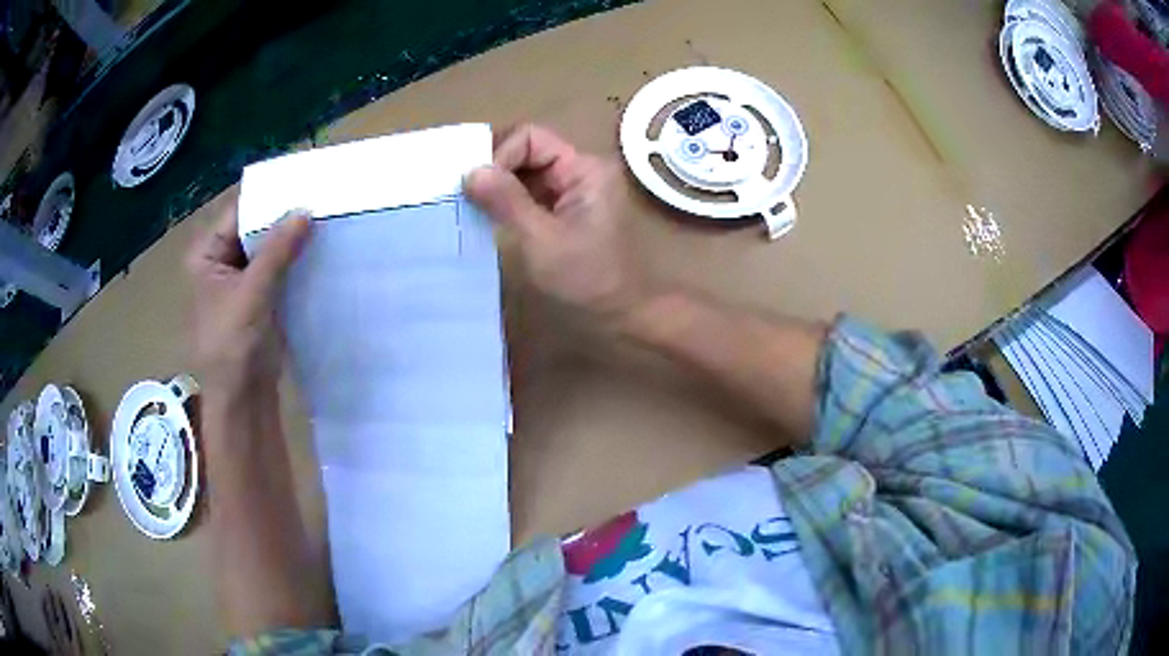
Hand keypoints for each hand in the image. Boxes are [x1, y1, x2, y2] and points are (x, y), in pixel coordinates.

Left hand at [185, 207, 311, 395]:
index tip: (303, 181)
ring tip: (326, 216)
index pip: (239, 212)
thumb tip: (305, 210)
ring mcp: (241, 278)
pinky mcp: (259, 295)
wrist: (242, 398)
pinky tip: (319, 248)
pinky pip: (278, 267)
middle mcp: (221, 260)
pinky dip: (295, 259)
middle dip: (283, 217)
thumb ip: (276, 251)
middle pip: (255, 227)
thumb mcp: (251, 294)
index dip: (269, 198)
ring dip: (291, 238)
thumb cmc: (232, 346)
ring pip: (268, 247)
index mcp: (206, 253)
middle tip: (321, 197)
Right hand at [465, 124, 651, 324]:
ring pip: (524, 170)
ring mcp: (572, 188)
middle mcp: (579, 169)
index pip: (531, 138)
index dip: (500, 154)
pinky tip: (487, 213)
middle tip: (465, 192)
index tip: (475, 185)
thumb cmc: (586, 278)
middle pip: (527, 149)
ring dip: (497, 183)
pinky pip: (529, 190)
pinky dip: (506, 198)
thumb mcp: (542, 240)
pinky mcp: (563, 207)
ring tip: (470, 203)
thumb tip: (470, 171)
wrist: (620, 312)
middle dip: (495, 167)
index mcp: (583, 168)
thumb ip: (507, 202)